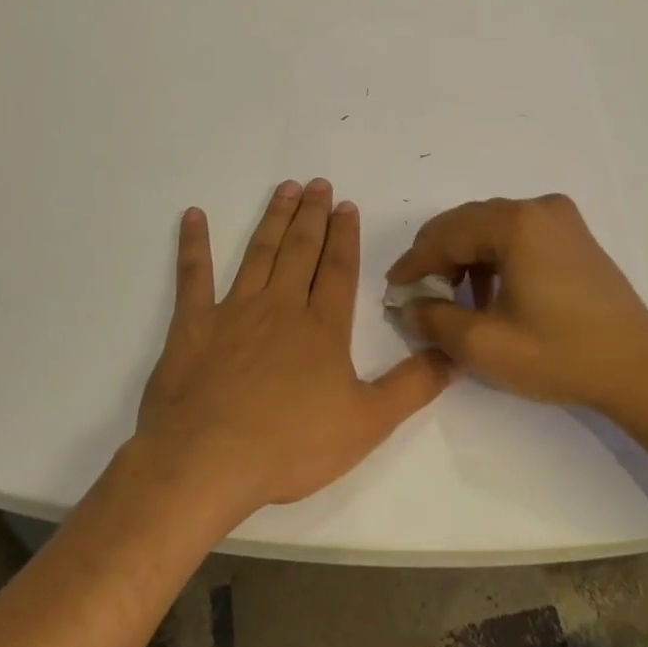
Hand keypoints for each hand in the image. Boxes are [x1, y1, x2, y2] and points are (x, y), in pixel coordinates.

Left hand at [129, 178, 452, 520]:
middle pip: (300, 250)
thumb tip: (455, 355)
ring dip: (273, 219)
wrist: (206, 462)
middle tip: (318, 183)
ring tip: (285, 189)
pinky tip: (193, 216)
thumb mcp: (367, 423)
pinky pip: (193, 277)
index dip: (345, 235)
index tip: (347, 204)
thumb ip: (413, 386)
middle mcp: (280, 307)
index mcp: (322, 327)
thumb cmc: (290, 445)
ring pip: (258, 253)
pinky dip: (193, 245)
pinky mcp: (192, 326)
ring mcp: (233, 311)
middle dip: (312, 215)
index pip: (338, 268)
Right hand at [386, 194, 647, 420]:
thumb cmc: (560, 355)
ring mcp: (562, 219)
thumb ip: (434, 319)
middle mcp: (539, 207)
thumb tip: (409, 304)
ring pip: (492, 229)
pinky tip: (492, 295)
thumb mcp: (484, 345)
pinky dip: (495, 260)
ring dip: (466, 259)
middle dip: (439, 259)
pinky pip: (519, 237)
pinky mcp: (575, 237)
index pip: (446, 233)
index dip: (415, 262)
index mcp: (517, 223)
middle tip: (419, 296)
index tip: (393, 289)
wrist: (639, 370)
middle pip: (468, 224)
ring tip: (455, 301)